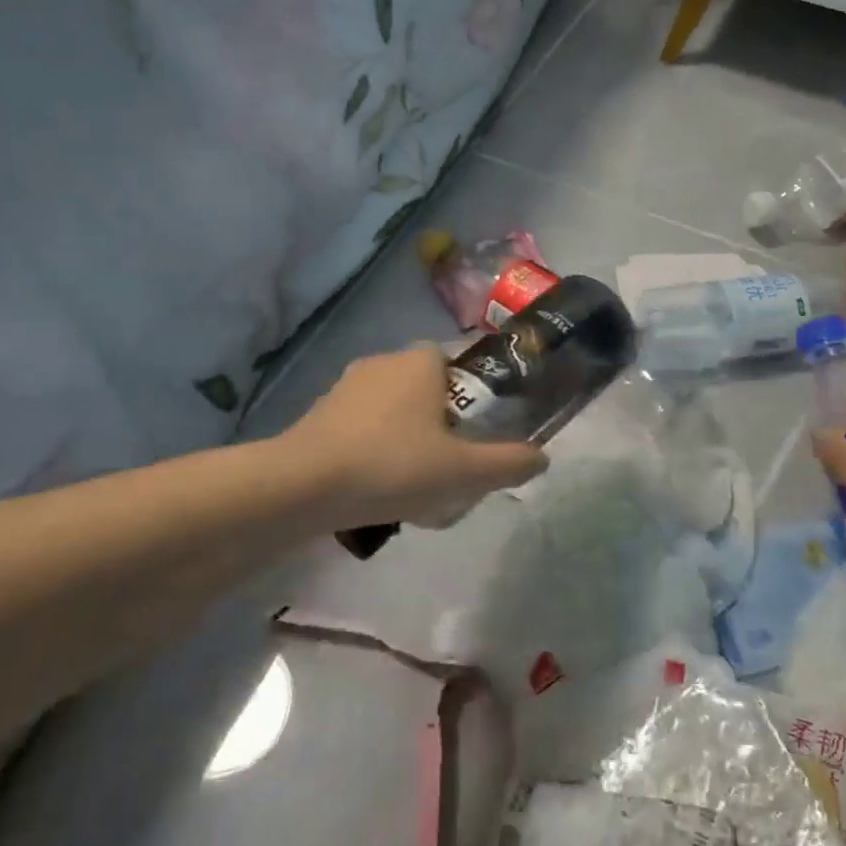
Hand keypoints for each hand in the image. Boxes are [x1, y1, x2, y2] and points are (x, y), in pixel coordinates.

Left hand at [284, 343, 547, 528]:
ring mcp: (345, 386)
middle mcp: (382, 363)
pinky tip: (375, 486)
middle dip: (437, 417)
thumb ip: (507, 463)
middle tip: (448, 460)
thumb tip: (542, 458)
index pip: (453, 360)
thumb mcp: (463, 471)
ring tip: (412, 481)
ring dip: (403, 434)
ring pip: (389, 406)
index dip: (468, 391)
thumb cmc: (393, 465)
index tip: (474, 428)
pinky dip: (372, 447)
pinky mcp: (318, 413)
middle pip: (422, 385)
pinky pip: (359, 426)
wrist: (304, 485)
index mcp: (419, 362)